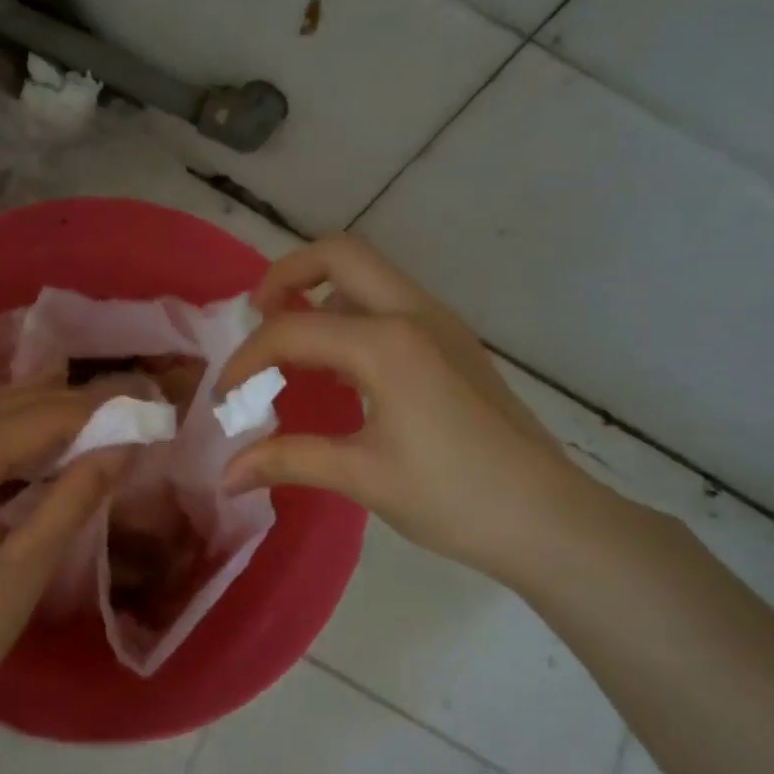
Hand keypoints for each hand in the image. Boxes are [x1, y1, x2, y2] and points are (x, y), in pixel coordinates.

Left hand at [0, 380, 129, 728]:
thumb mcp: (27, 566)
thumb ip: (74, 497)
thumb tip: (123, 445)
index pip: (43, 418)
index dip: (95, 411)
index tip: (142, 406)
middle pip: (8, 405)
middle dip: (66, 401)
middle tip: (120, 404)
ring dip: (24, 402)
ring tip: (72, 399)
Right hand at [216, 234, 596, 582]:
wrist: (549, 519)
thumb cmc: (453, 497)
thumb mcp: (362, 477)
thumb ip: (287, 461)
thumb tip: (225, 477)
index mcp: (387, 343)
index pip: (292, 330)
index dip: (246, 360)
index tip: (224, 399)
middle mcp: (414, 314)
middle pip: (339, 254)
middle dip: (286, 274)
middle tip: (256, 314)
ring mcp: (440, 324)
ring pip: (369, 275)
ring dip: (321, 291)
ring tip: (291, 342)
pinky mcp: (453, 344)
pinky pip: (390, 303)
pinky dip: (350, 314)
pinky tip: (339, 369)